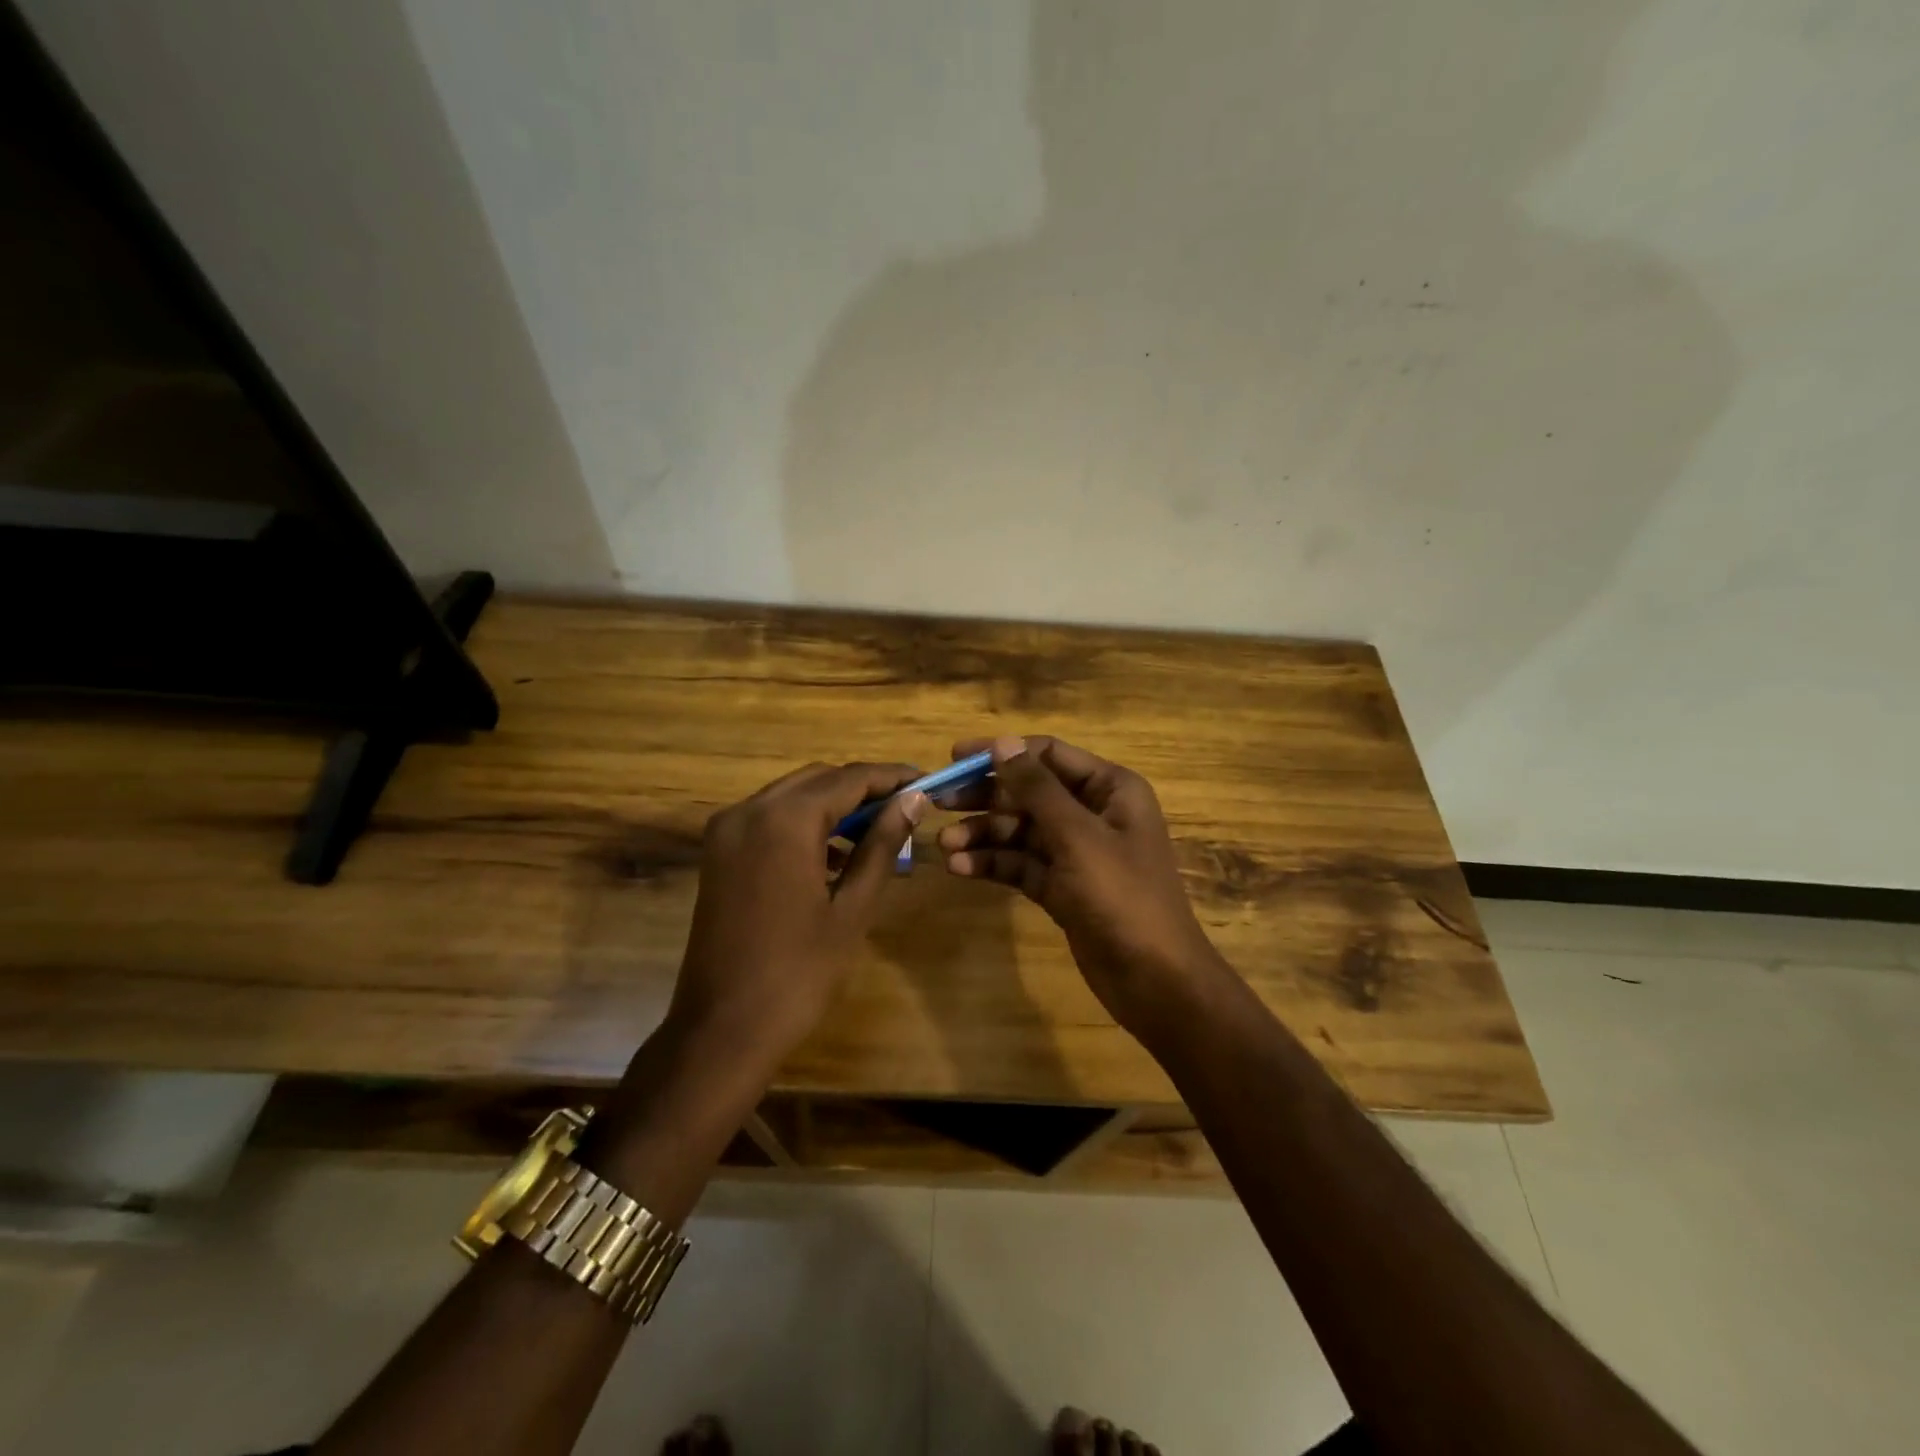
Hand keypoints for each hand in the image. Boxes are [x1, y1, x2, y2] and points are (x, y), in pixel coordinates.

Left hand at [669, 762, 926, 1068]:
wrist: (723, 1030)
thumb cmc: (799, 973)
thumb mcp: (852, 907)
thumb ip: (882, 844)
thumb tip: (914, 799)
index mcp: (784, 820)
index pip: (850, 778)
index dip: (892, 777)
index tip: (928, 782)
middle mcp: (749, 810)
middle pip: (818, 779)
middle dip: (863, 788)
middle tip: (907, 807)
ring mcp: (727, 830)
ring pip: (792, 796)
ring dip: (833, 804)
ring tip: (878, 831)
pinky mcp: (718, 853)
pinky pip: (769, 819)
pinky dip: (804, 824)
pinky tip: (834, 854)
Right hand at [936, 735, 1228, 1035]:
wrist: (1155, 980)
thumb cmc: (1123, 897)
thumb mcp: (1078, 837)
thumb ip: (1037, 789)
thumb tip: (1003, 742)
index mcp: (1110, 789)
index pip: (1048, 754)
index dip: (1002, 752)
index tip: (956, 756)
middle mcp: (1093, 813)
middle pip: (1029, 792)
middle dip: (985, 796)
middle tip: (939, 801)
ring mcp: (1076, 852)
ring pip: (1020, 830)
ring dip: (983, 834)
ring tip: (945, 845)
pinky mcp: (1062, 886)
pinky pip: (1021, 864)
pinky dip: (993, 864)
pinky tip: (960, 868)